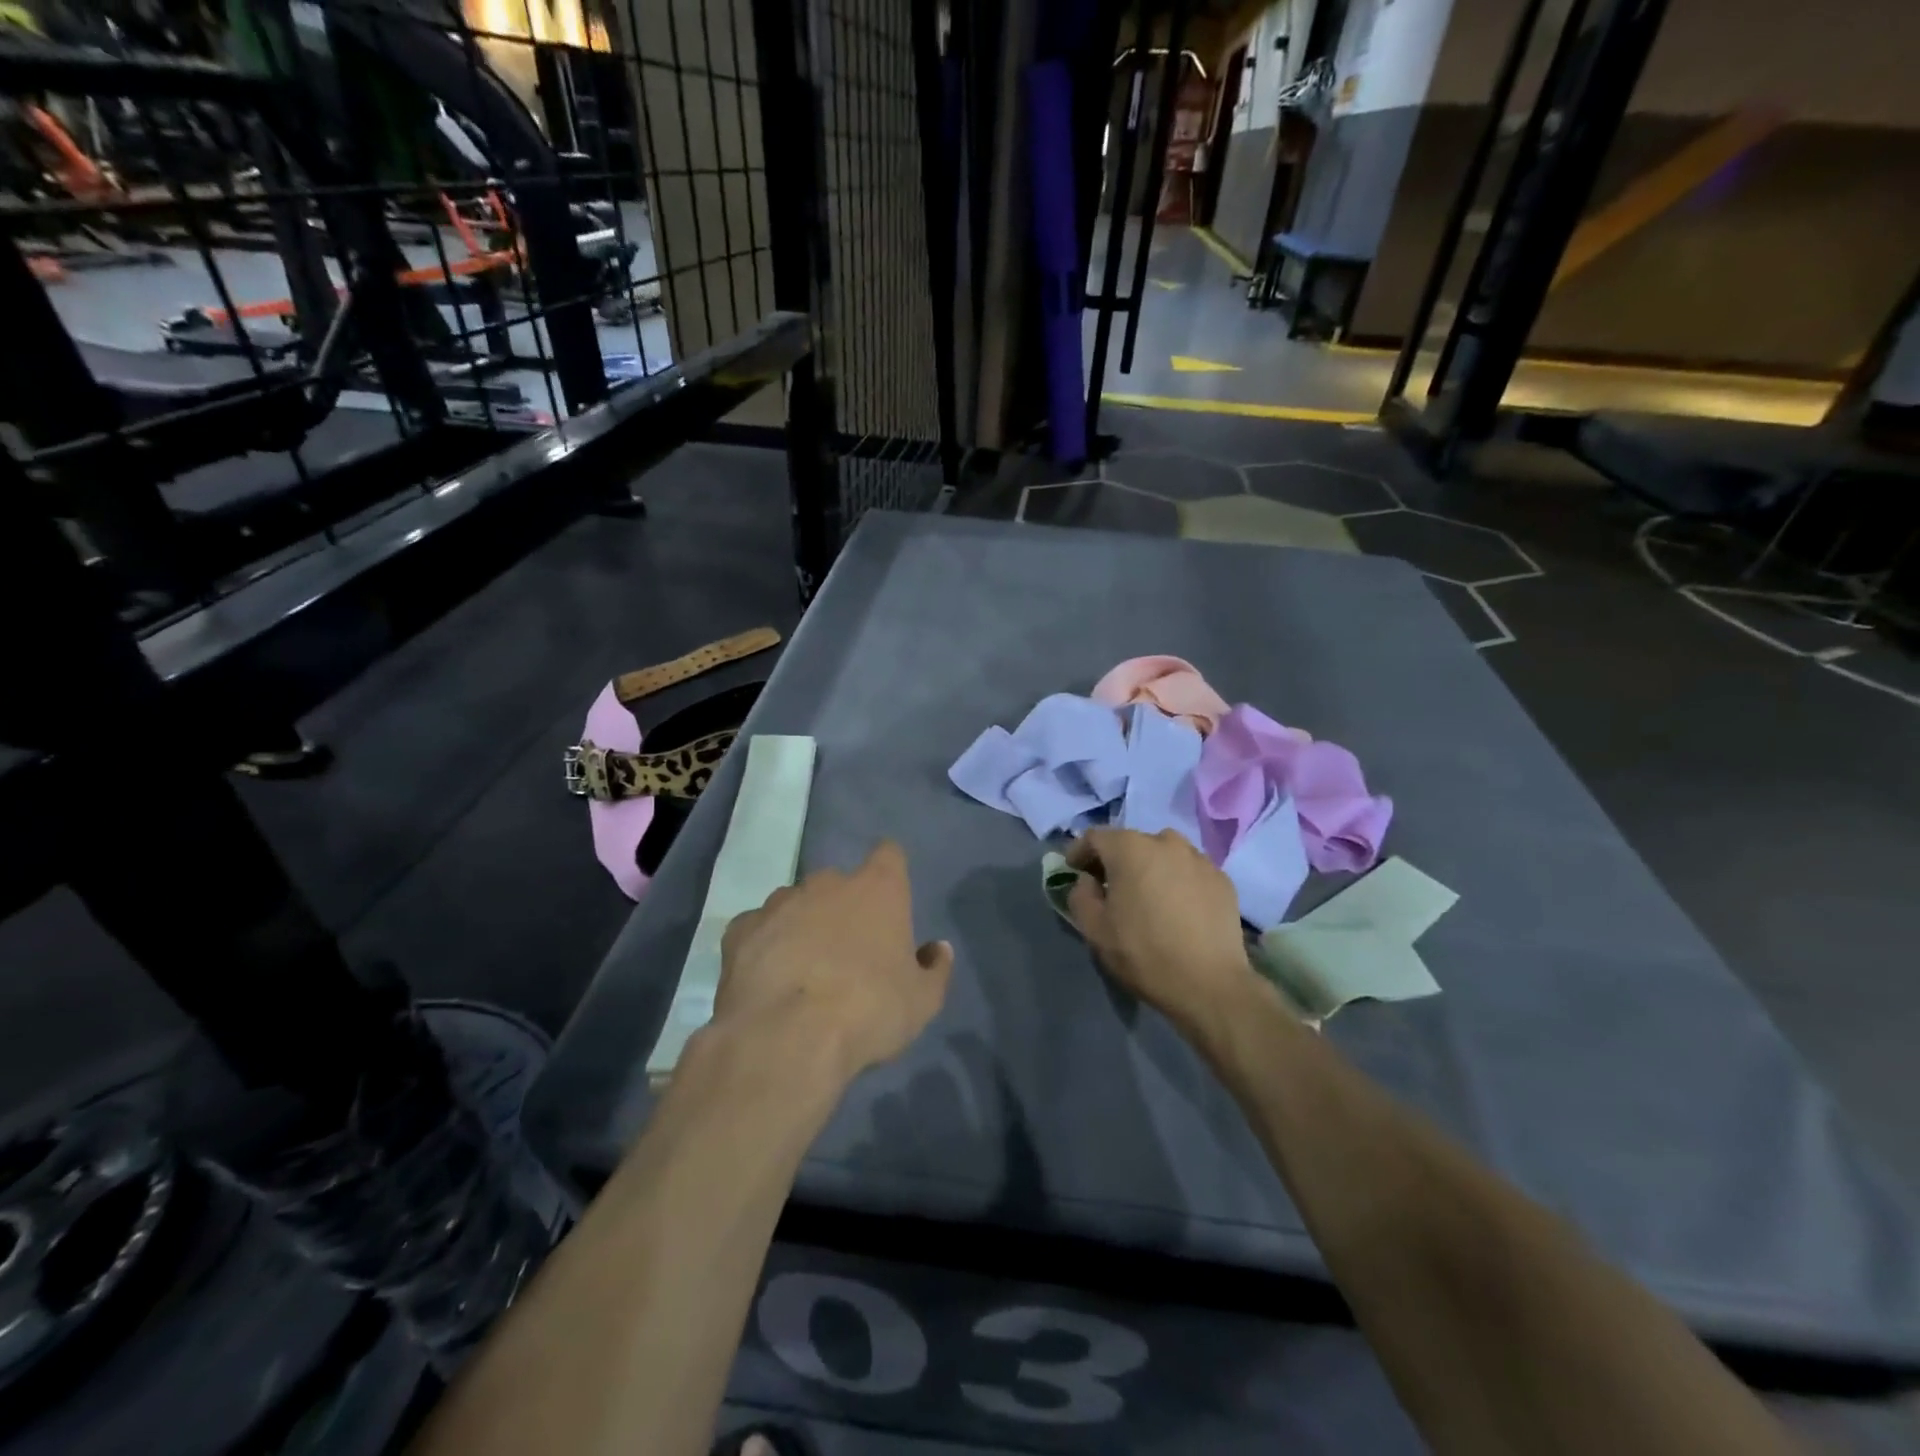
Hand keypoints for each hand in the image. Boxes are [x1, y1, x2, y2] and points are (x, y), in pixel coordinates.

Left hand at [715, 840, 952, 1080]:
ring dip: (802, 925)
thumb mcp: (923, 1002)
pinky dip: (764, 945)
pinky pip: (758, 929)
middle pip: (839, 883)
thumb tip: (937, 950)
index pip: (890, 854)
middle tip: (846, 952)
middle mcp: (828, 883)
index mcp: (878, 888)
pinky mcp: (741, 929)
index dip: (890, 871)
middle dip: (842, 908)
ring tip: (802, 970)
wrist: (786, 1038)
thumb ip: (934, 969)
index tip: (889, 900)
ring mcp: (779, 902)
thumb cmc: (868, 1010)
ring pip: (796, 903)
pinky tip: (766, 979)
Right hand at [1065, 828, 1259, 1035]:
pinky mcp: (1222, 879)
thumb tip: (1090, 882)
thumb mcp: (1094, 929)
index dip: (1079, 852)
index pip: (1095, 837)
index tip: (1074, 871)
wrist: (1209, 984)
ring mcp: (1199, 858)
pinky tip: (1177, 908)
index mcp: (1130, 848)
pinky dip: (1177, 881)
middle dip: (1115, 861)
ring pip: (1163, 854)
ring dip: (1149, 868)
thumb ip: (1081, 896)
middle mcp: (1166, 842)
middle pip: (1131, 843)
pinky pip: (1189, 871)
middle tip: (1109, 887)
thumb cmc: (1143, 953)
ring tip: (1147, 897)